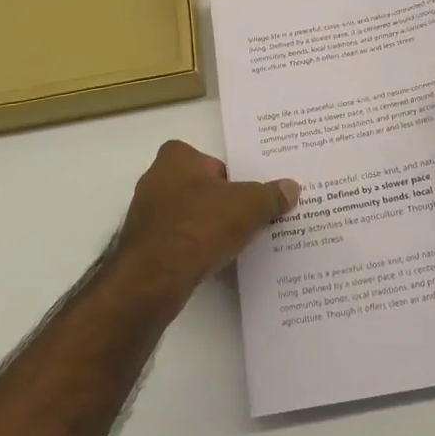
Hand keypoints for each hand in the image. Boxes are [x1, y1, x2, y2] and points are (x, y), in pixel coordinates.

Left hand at [116, 141, 299, 298]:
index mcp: (175, 157)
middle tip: (246, 216)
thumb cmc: (200, 225)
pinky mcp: (142, 245)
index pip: (210, 160)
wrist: (155, 277)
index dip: (229, 176)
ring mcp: (145, 213)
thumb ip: (271, 195)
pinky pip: (177, 239)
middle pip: (199, 186)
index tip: (247, 194)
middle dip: (219, 201)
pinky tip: (211, 260)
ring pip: (187, 214)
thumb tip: (292, 187)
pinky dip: (192, 247)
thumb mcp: (249, 206)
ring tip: (233, 242)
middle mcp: (154, 179)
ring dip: (205, 226)